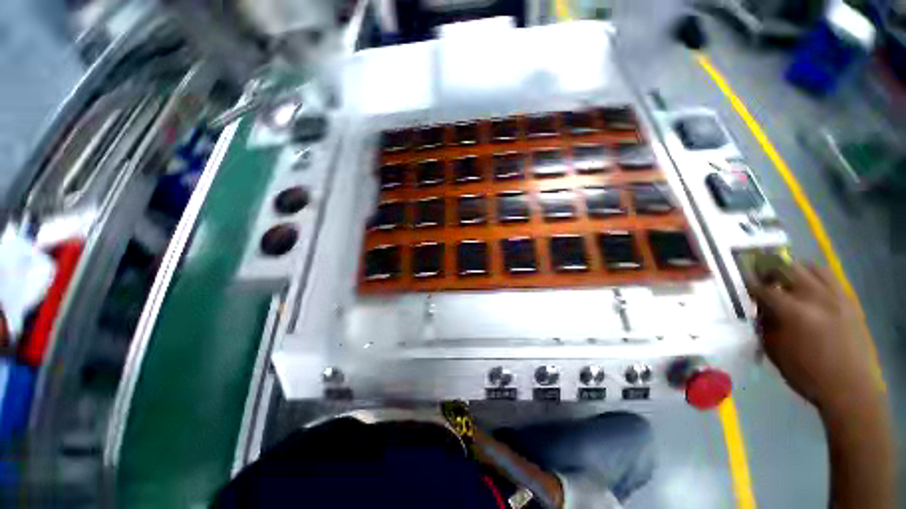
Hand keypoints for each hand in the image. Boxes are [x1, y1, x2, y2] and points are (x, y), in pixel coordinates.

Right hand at [749, 263, 877, 413]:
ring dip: (794, 269)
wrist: (848, 387)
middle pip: (788, 269)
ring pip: (810, 267)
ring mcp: (834, 297)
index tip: (740, 277)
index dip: (749, 281)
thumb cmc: (805, 373)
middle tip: (762, 276)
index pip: (764, 288)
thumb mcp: (774, 350)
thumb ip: (764, 323)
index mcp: (793, 313)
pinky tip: (808, 284)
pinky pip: (829, 277)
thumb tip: (759, 306)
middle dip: (770, 270)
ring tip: (786, 278)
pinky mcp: (848, 300)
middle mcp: (814, 298)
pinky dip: (814, 275)